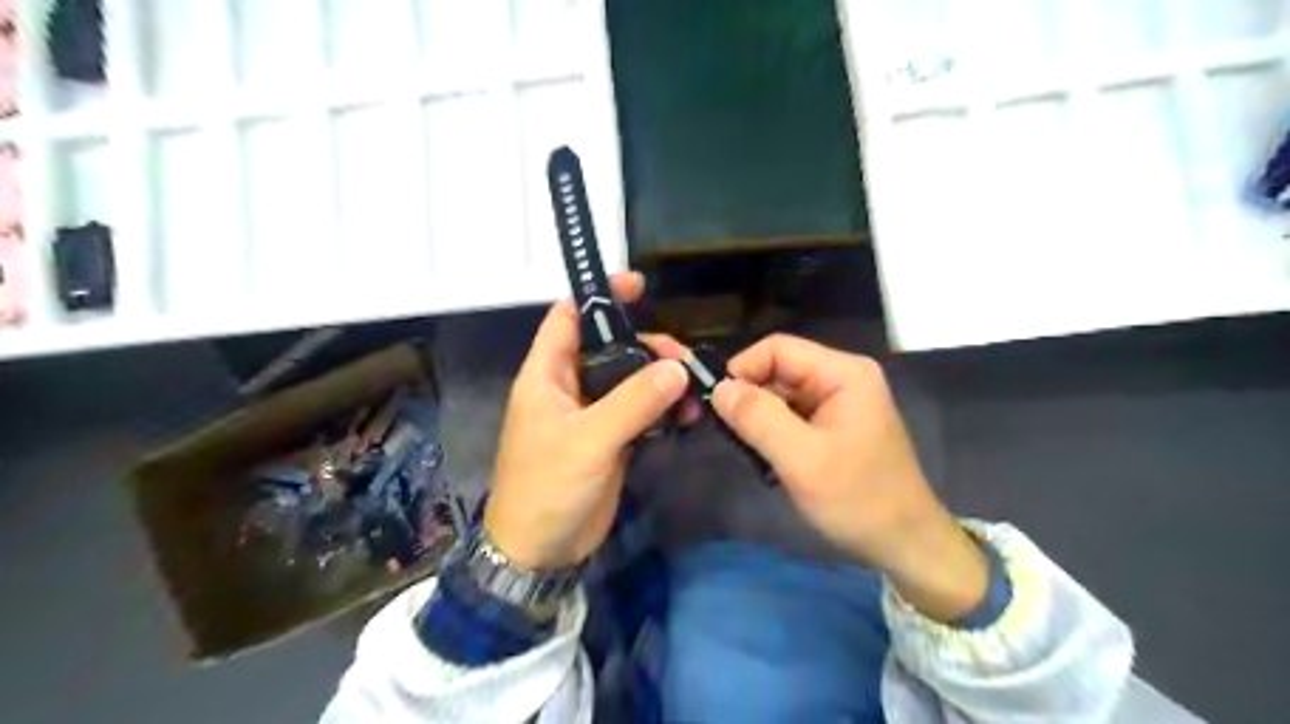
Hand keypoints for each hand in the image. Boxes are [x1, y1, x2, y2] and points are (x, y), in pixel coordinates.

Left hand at [483, 272, 688, 571]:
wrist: (541, 551)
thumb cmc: (547, 488)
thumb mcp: (588, 441)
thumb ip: (633, 402)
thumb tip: (678, 368)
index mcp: (547, 375)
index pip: (568, 318)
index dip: (599, 296)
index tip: (638, 284)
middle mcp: (570, 387)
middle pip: (611, 348)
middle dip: (648, 347)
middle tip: (684, 360)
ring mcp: (593, 414)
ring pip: (631, 380)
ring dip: (663, 380)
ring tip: (696, 389)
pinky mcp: (611, 439)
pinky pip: (642, 412)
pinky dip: (665, 409)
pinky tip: (689, 415)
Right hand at [715, 335, 988, 620]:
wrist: (905, 545)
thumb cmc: (858, 500)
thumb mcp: (801, 459)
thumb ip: (758, 418)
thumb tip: (719, 388)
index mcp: (843, 373)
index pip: (777, 348)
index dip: (743, 370)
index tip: (718, 406)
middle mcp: (841, 378)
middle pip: (778, 370)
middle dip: (750, 399)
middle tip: (731, 437)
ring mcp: (839, 403)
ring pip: (781, 395)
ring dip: (759, 421)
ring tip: (750, 454)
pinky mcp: (834, 426)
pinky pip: (791, 417)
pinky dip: (773, 435)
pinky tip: (769, 462)